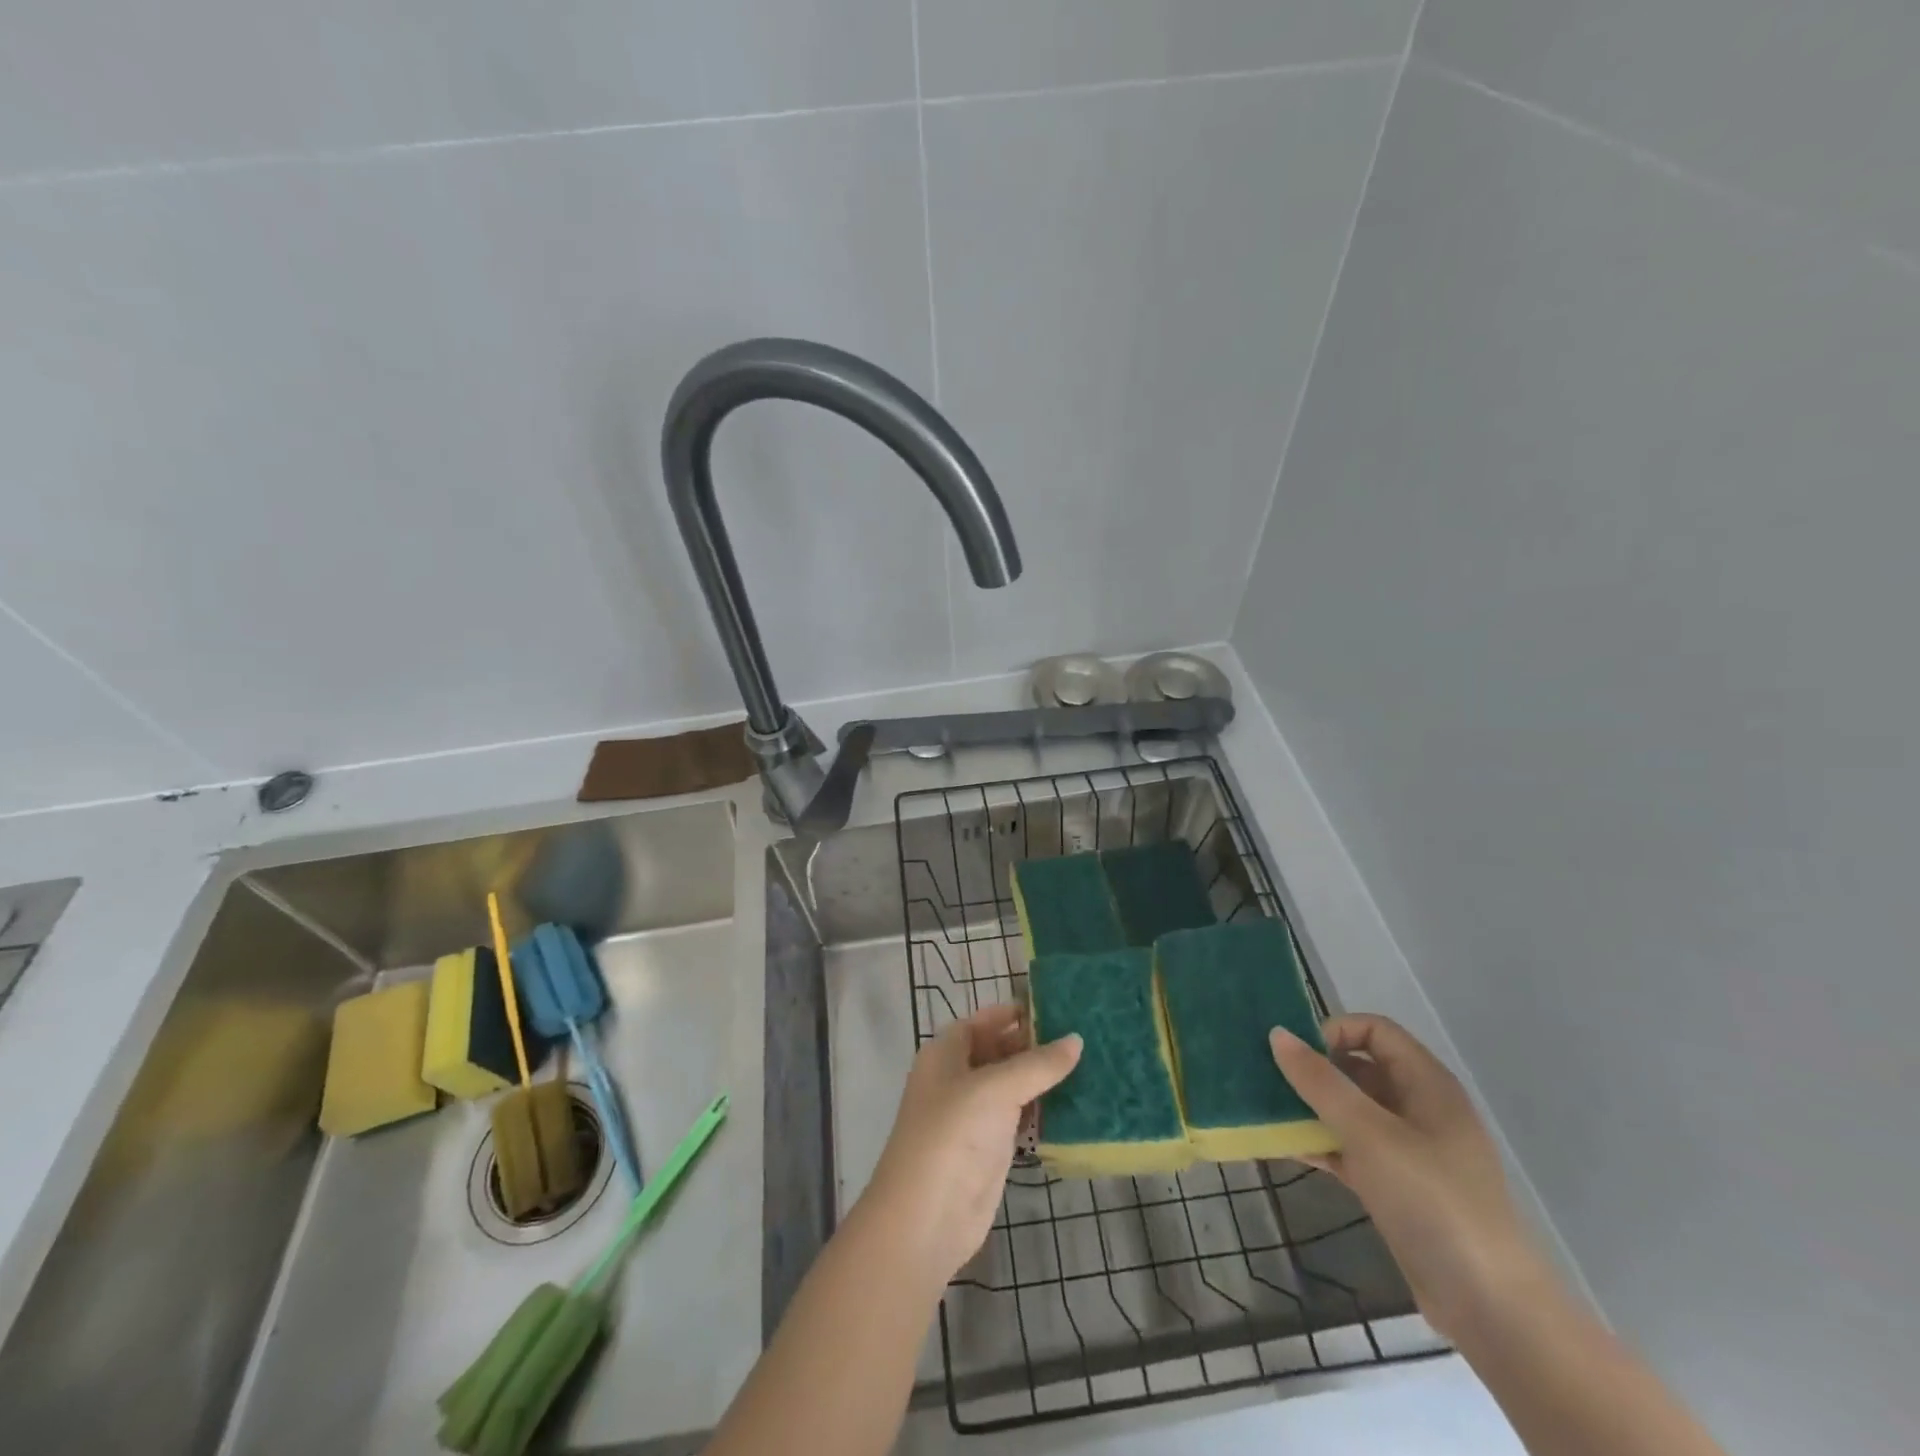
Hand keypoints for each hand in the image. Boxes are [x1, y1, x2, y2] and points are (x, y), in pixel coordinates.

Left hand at [861, 1003, 1082, 1287]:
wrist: (925, 1218)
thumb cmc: (952, 1135)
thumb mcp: (996, 1089)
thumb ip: (1037, 1064)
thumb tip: (1076, 1039)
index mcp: (946, 1053)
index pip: (982, 1021)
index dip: (1013, 1012)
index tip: (1055, 1007)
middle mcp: (957, 1078)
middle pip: (998, 1050)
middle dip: (1033, 1043)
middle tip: (1081, 1035)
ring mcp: (972, 1115)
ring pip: (1011, 1085)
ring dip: (1041, 1077)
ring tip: (1087, 1063)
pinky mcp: (989, 1147)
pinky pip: (1018, 1116)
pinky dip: (1041, 1108)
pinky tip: (1074, 1103)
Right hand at [1269, 1014, 1552, 1339]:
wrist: (1489, 1306)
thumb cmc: (1432, 1200)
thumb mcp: (1370, 1133)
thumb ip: (1321, 1082)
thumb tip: (1277, 1034)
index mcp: (1426, 1084)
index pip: (1375, 1030)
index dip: (1334, 1031)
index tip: (1296, 1054)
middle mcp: (1418, 1108)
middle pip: (1359, 1068)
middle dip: (1313, 1069)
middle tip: (1267, 1078)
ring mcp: (1407, 1150)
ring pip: (1350, 1111)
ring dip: (1310, 1107)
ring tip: (1266, 1109)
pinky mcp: (1395, 1186)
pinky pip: (1349, 1148)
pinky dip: (1319, 1143)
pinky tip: (1283, 1146)